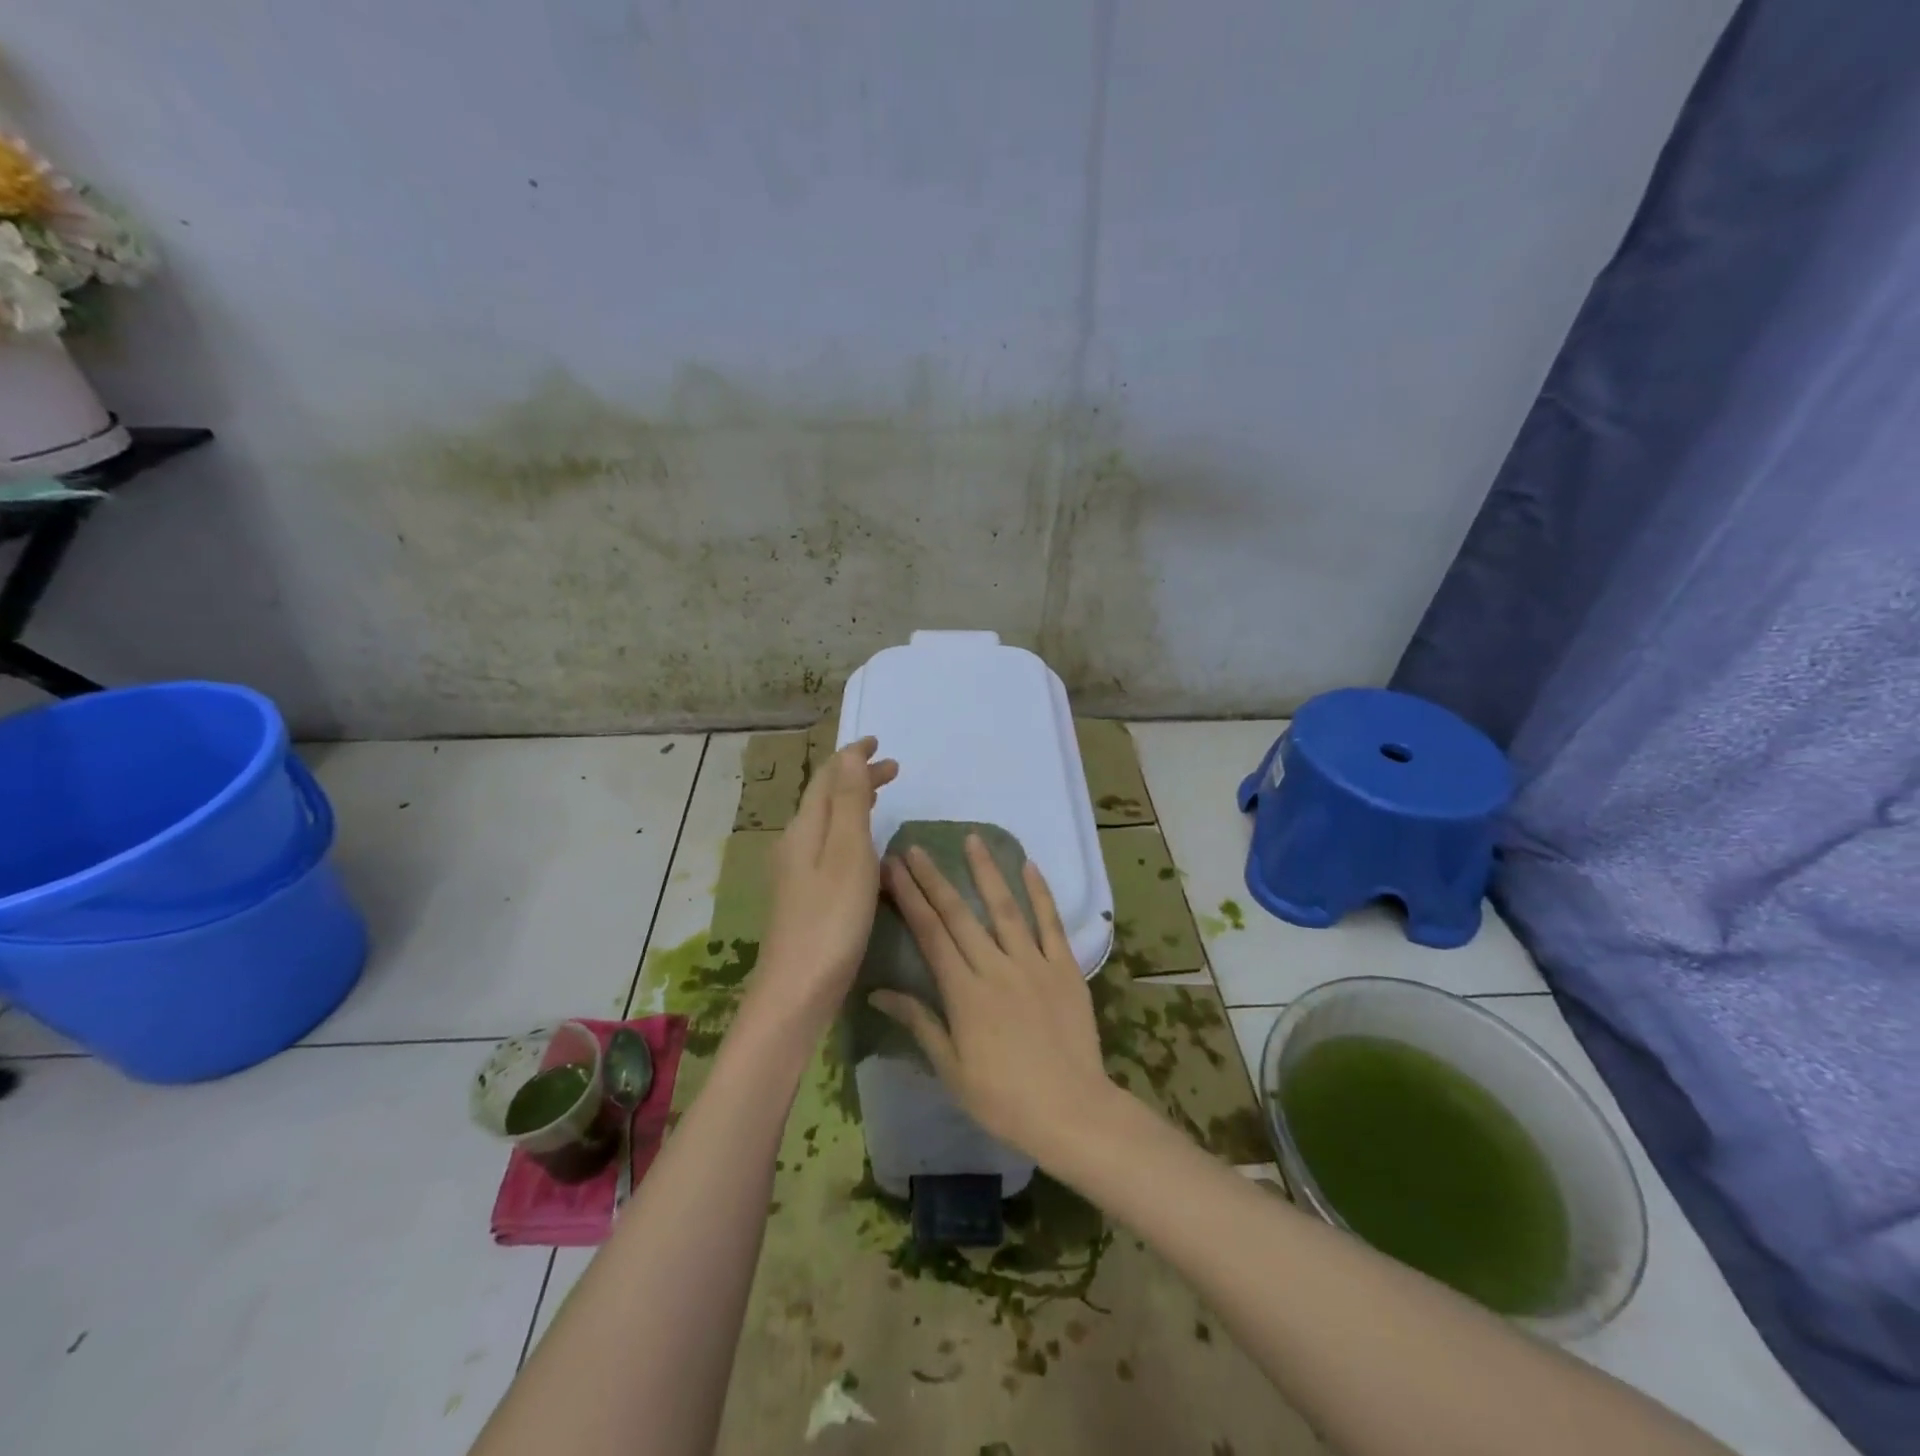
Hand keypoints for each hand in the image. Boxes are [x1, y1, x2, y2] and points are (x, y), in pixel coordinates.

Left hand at [758, 737, 897, 1030]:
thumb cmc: (831, 920)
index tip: (878, 742)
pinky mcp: (803, 896)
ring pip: (827, 822)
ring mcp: (796, 871)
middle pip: (826, 797)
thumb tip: (849, 754)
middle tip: (893, 769)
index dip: (852, 757)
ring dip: (853, 802)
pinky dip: (849, 831)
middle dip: (856, 777)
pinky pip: (828, 846)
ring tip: (880, 796)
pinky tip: (862, 849)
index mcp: (806, 828)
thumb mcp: (848, 854)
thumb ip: (849, 802)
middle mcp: (796, 843)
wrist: (797, 990)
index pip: (828, 778)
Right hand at [870, 835, 1112, 1161]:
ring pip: (1005, 908)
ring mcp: (1033, 963)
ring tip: (972, 839)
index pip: (930, 933)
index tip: (893, 868)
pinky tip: (1030, 865)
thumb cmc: (1003, 1098)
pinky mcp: (1065, 967)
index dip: (909, 898)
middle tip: (916, 847)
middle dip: (934, 878)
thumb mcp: (951, 1068)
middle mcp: (996, 967)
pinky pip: (1051, 923)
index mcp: (964, 992)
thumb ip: (919, 1022)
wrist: (1071, 1112)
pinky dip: (1041, 893)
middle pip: (959, 914)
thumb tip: (878, 992)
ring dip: (986, 871)